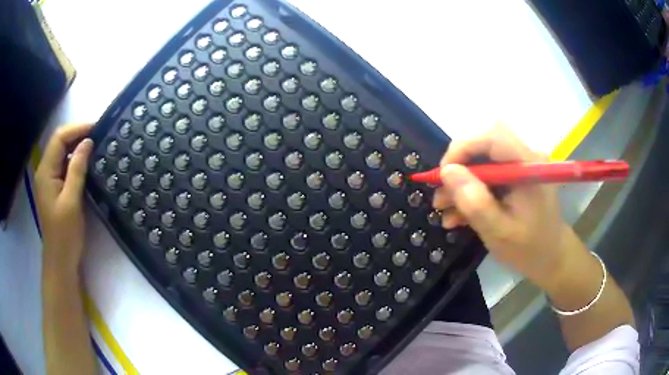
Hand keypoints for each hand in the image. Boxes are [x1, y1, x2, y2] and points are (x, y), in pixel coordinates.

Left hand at [35, 124, 93, 274]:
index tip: (96, 127)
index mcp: (45, 172)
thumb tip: (87, 142)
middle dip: (77, 134)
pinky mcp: (54, 188)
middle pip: (59, 143)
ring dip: (77, 146)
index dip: (77, 128)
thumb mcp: (71, 201)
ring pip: (62, 153)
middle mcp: (44, 171)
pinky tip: (86, 162)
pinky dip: (75, 160)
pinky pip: (64, 166)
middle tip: (98, 134)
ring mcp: (48, 180)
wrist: (60, 261)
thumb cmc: (65, 234)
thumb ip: (77, 169)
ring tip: (95, 144)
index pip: (59, 138)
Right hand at [433, 125, 573, 286]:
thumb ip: (475, 202)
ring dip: (462, 182)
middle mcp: (526, 158)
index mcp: (529, 167)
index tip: (442, 175)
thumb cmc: (529, 249)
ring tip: (444, 209)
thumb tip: (447, 171)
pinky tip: (459, 214)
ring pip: (483, 160)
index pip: (493, 138)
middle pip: (485, 145)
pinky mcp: (516, 176)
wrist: (550, 258)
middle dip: (460, 167)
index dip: (463, 149)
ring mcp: (522, 166)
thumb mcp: (499, 232)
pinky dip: (472, 190)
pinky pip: (489, 174)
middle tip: (442, 193)